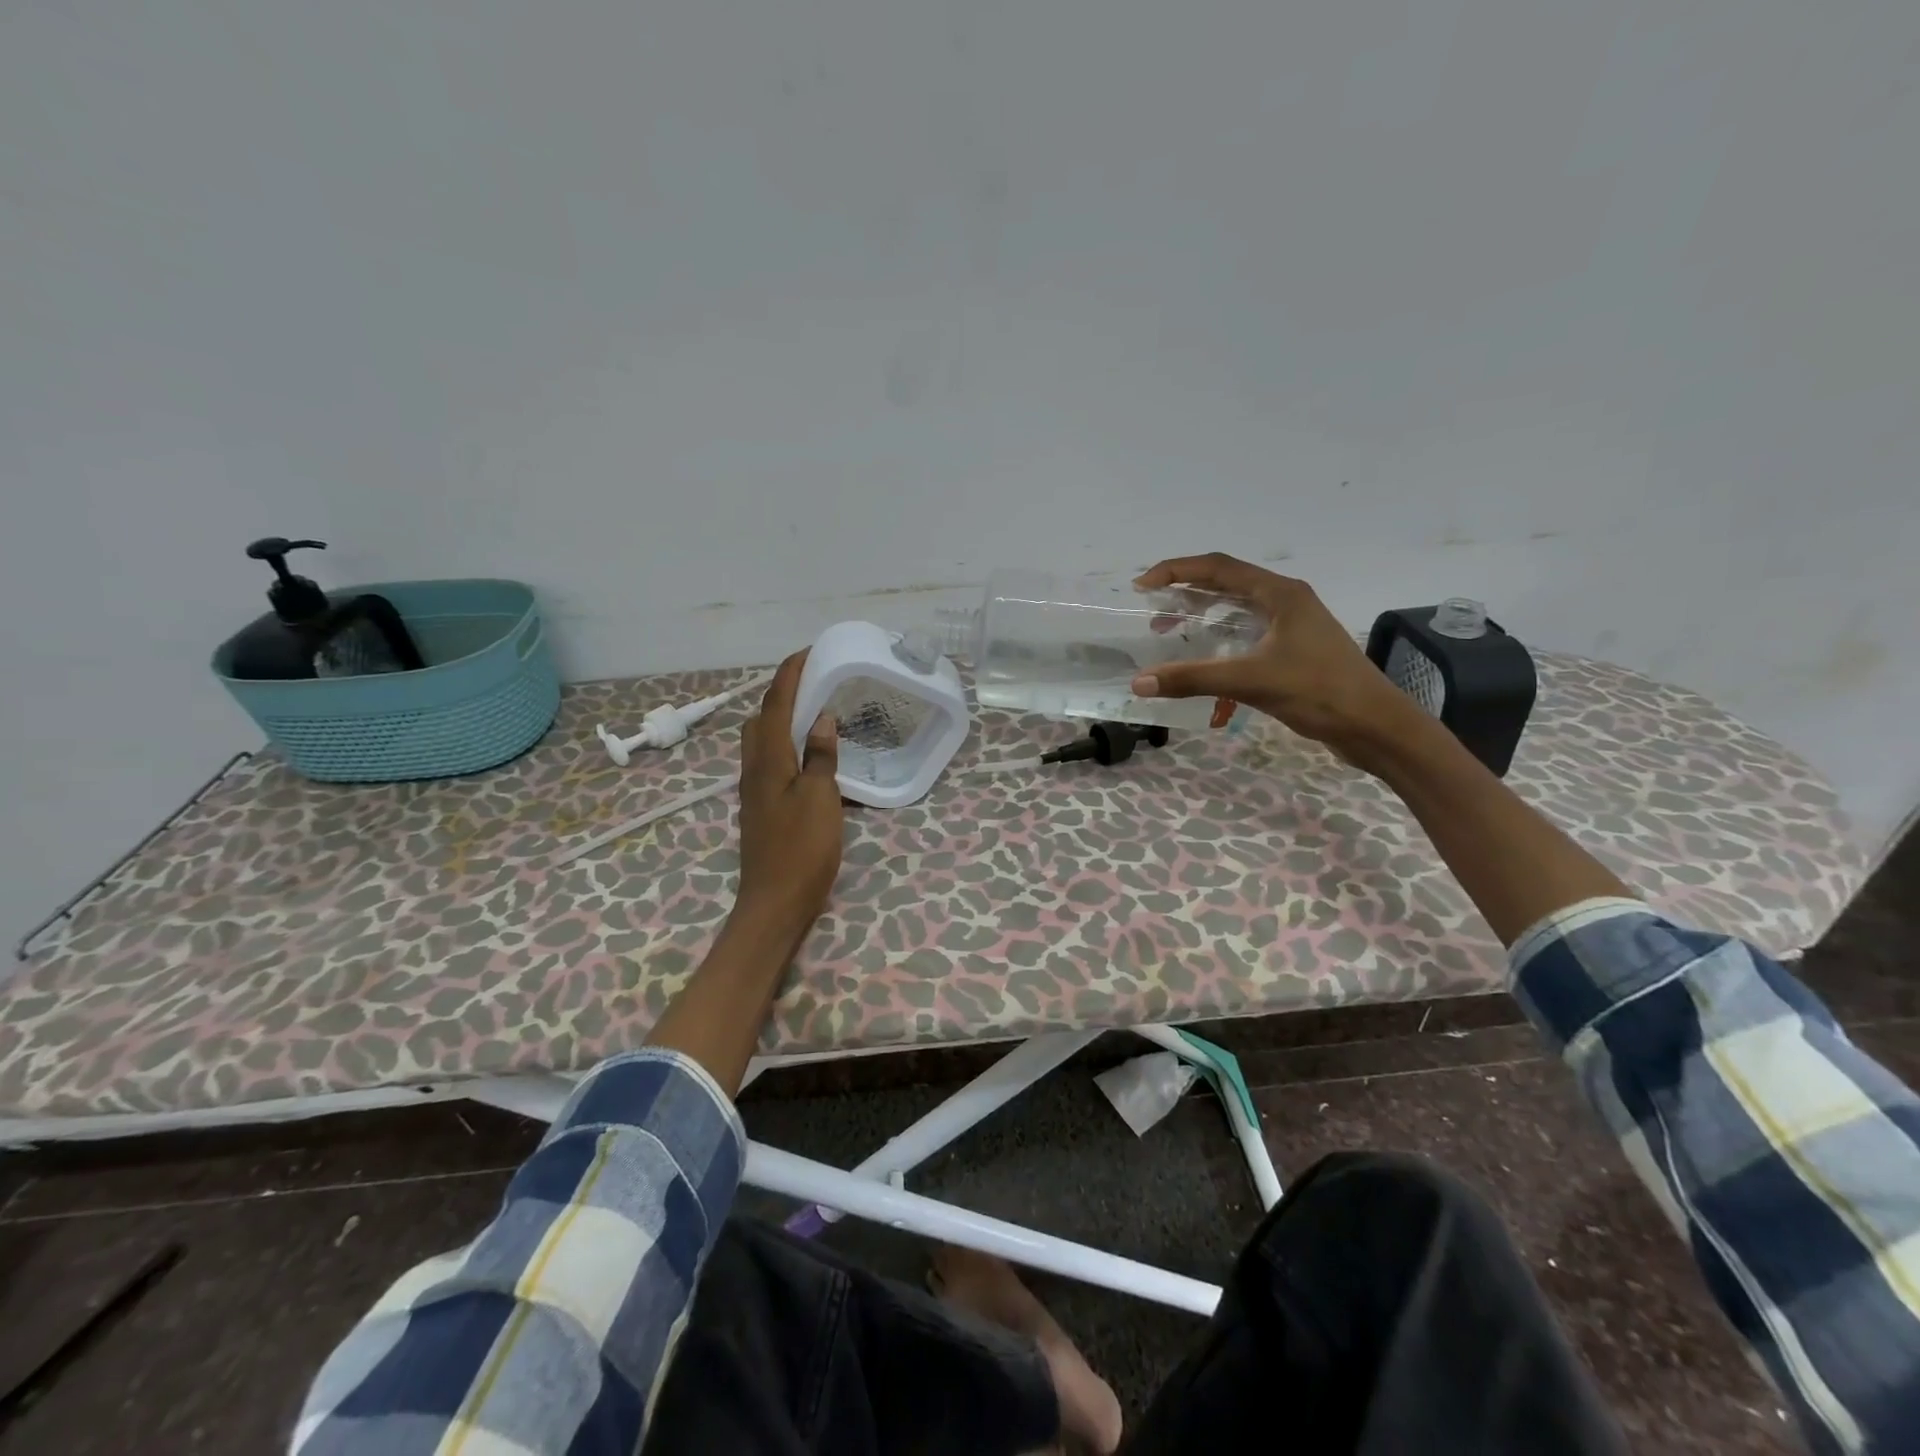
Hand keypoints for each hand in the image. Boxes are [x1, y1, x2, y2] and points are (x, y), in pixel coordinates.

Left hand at [734, 650, 843, 932]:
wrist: (774, 902)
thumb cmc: (802, 849)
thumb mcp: (821, 798)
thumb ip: (821, 756)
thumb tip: (822, 718)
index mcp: (768, 760)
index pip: (776, 704)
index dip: (789, 674)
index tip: (807, 652)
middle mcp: (754, 769)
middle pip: (760, 719)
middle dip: (781, 694)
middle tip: (813, 685)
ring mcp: (755, 790)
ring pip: (761, 741)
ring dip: (781, 719)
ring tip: (812, 715)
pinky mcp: (761, 808)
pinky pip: (768, 761)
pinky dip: (785, 745)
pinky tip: (808, 756)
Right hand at [1131, 552, 1421, 764]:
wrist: (1374, 725)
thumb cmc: (1318, 692)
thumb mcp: (1250, 681)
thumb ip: (1193, 678)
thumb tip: (1139, 682)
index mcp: (1280, 594)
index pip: (1218, 567)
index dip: (1176, 571)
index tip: (1142, 585)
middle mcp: (1287, 600)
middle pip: (1227, 582)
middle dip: (1186, 592)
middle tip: (1152, 610)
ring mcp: (1293, 625)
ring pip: (1238, 607)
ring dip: (1202, 614)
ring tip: (1171, 631)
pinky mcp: (1295, 648)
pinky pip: (1248, 630)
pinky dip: (1220, 636)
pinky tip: (1206, 656)